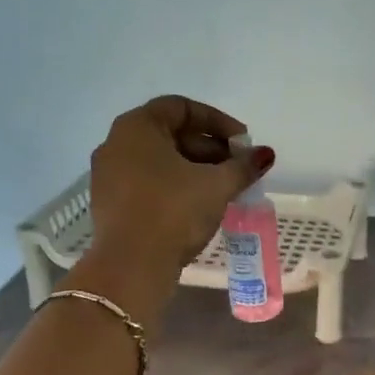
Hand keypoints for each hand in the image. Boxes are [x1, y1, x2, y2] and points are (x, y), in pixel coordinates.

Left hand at [88, 96, 273, 275]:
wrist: (131, 267)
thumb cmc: (173, 212)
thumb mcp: (216, 185)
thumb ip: (242, 166)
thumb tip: (265, 154)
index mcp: (137, 127)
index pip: (182, 107)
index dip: (218, 122)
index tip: (243, 143)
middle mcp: (116, 144)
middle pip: (171, 134)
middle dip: (210, 148)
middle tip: (238, 168)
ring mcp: (109, 175)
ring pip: (160, 161)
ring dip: (195, 169)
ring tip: (225, 188)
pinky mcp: (111, 204)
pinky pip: (148, 183)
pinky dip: (175, 186)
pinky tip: (200, 205)